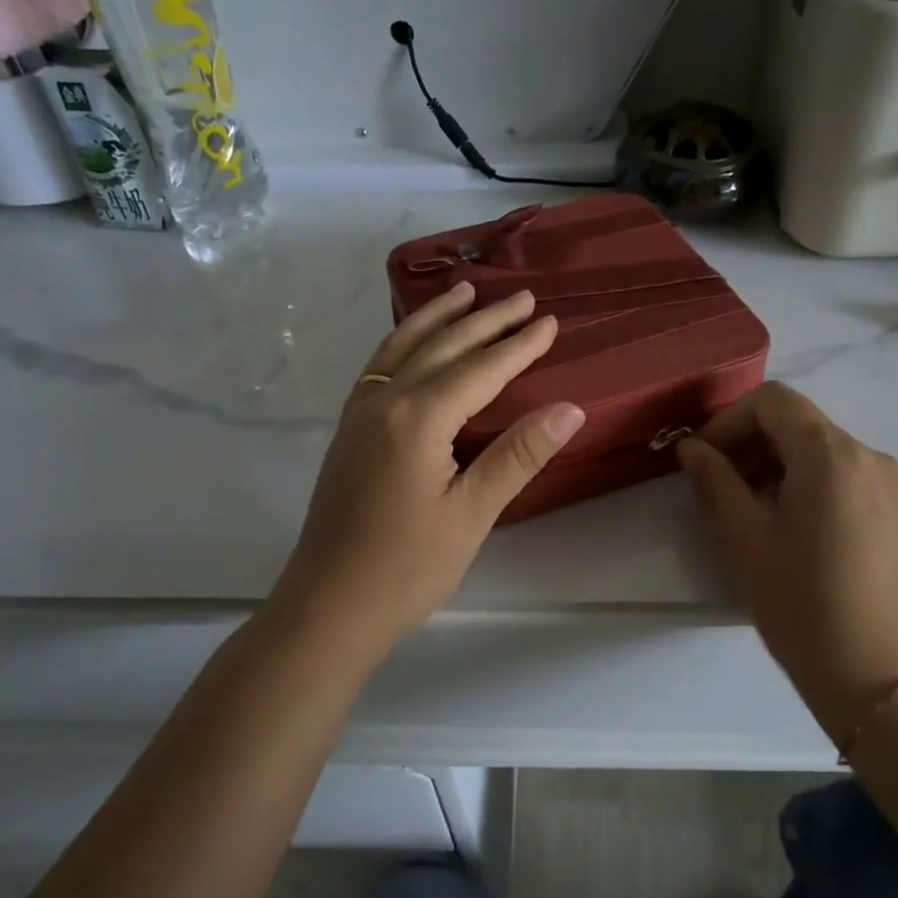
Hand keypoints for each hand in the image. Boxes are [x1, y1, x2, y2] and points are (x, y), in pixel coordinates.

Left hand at [269, 281, 585, 648]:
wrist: (328, 606)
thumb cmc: (406, 567)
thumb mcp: (471, 514)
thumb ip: (517, 455)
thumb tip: (569, 409)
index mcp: (418, 418)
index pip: (480, 369)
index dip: (518, 345)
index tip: (549, 321)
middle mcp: (385, 401)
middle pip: (442, 347)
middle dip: (485, 320)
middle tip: (521, 297)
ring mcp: (359, 413)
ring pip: (403, 347)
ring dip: (437, 318)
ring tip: (464, 291)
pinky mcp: (348, 430)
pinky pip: (379, 366)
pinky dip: (403, 341)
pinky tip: (412, 342)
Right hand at [676, 382, 897, 742]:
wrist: (879, 677)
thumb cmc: (801, 604)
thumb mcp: (744, 538)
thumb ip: (715, 480)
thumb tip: (692, 448)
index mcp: (830, 454)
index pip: (772, 401)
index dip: (728, 420)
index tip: (701, 458)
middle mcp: (867, 454)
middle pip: (797, 421)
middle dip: (749, 441)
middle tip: (715, 483)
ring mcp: (889, 482)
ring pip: (819, 447)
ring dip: (774, 462)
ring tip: (746, 508)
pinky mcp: (897, 509)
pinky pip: (842, 473)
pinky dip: (804, 480)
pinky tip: (786, 523)